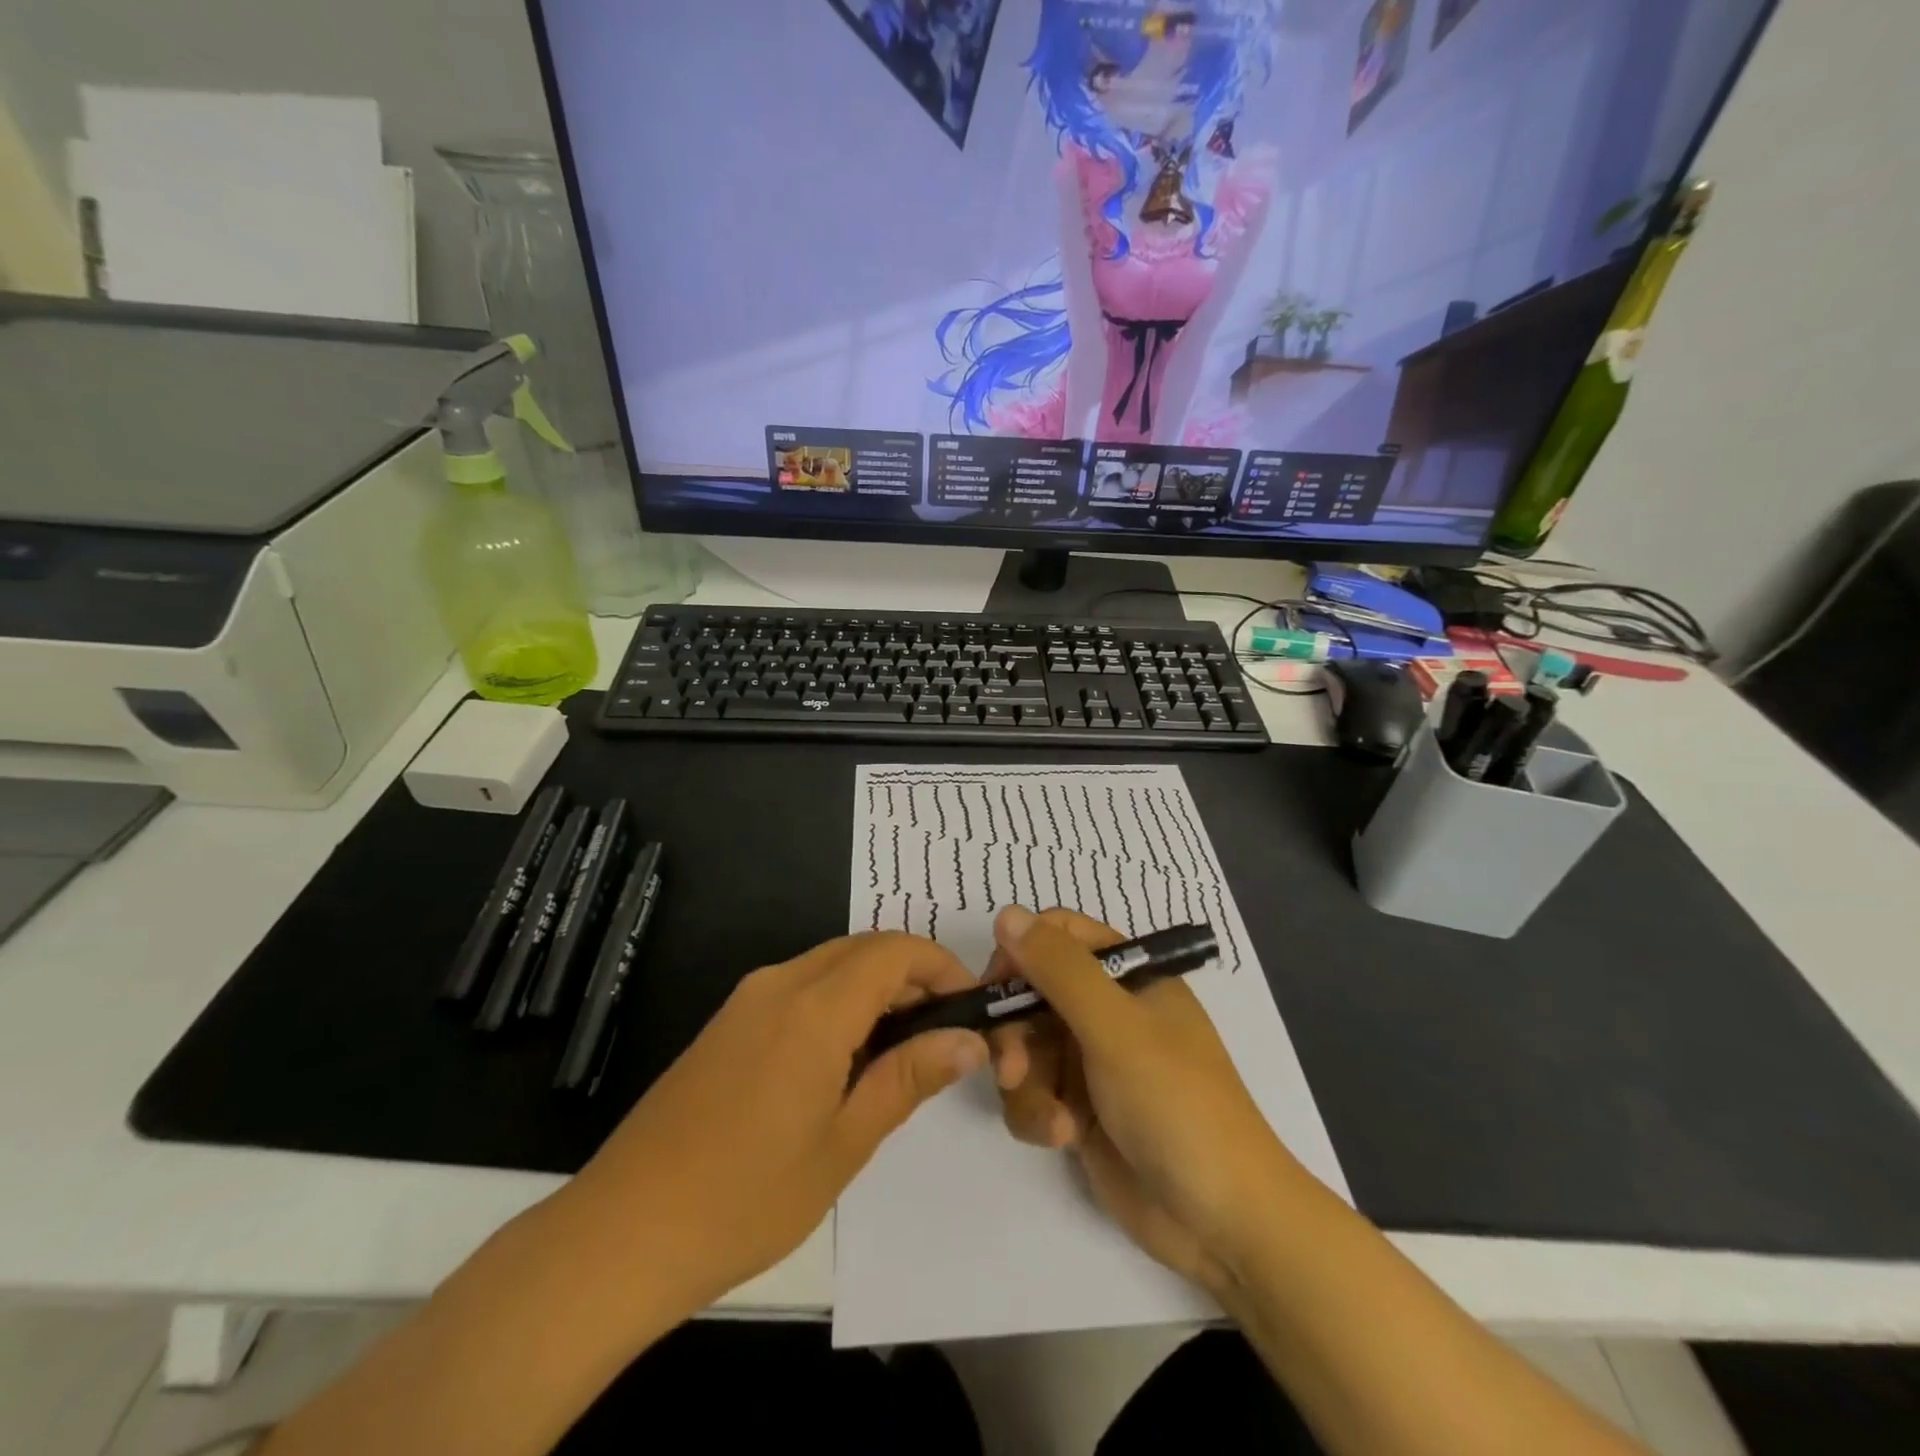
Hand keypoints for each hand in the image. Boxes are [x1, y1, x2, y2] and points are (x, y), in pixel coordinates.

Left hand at [567, 932, 987, 1310]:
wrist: (625, 1231)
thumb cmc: (747, 1196)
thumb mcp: (845, 1142)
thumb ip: (909, 1078)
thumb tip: (969, 1041)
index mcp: (814, 1007)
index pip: (895, 951)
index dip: (942, 967)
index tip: (970, 1009)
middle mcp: (780, 982)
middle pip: (864, 948)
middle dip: (913, 975)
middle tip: (942, 1034)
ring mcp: (747, 999)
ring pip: (832, 964)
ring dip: (876, 988)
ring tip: (901, 1051)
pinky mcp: (728, 1022)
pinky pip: (800, 986)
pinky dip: (839, 1001)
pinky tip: (846, 1059)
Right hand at [985, 906, 1298, 1292]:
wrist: (1221, 1221)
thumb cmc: (1176, 1104)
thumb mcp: (1116, 1028)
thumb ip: (1059, 969)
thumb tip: (1006, 913)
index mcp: (1128, 975)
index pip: (1058, 935)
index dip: (1021, 953)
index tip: (996, 987)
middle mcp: (1106, 1009)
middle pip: (1030, 993)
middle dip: (1014, 1033)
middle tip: (1010, 1069)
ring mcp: (1091, 1060)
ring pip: (1024, 1047)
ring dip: (1026, 1083)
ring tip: (1054, 1121)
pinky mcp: (1078, 1108)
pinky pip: (1031, 1092)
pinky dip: (1038, 1114)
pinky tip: (1064, 1139)